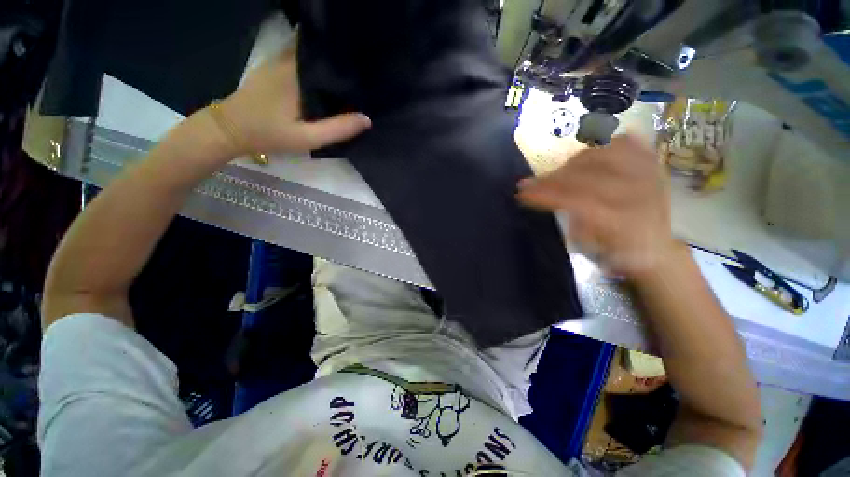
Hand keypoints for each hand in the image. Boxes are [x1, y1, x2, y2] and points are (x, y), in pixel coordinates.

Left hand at [217, 45, 370, 154]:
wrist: (231, 128)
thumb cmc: (269, 133)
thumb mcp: (307, 138)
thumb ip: (337, 129)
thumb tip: (367, 119)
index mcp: (299, 73)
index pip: (329, 55)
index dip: (348, 60)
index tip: (366, 68)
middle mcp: (289, 59)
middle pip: (321, 53)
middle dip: (341, 61)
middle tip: (362, 74)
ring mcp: (279, 60)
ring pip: (311, 55)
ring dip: (328, 63)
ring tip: (349, 76)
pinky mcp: (273, 67)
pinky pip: (300, 60)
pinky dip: (315, 66)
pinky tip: (326, 79)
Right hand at [517, 135, 676, 279]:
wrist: (656, 248)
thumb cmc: (618, 253)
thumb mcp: (592, 251)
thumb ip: (572, 225)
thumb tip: (552, 202)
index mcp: (624, 221)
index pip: (578, 200)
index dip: (546, 195)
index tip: (522, 194)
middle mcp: (639, 193)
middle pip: (588, 175)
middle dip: (551, 178)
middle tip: (530, 183)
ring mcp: (649, 174)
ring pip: (604, 153)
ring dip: (572, 162)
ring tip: (557, 173)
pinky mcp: (652, 164)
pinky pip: (628, 143)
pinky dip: (604, 145)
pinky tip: (589, 155)